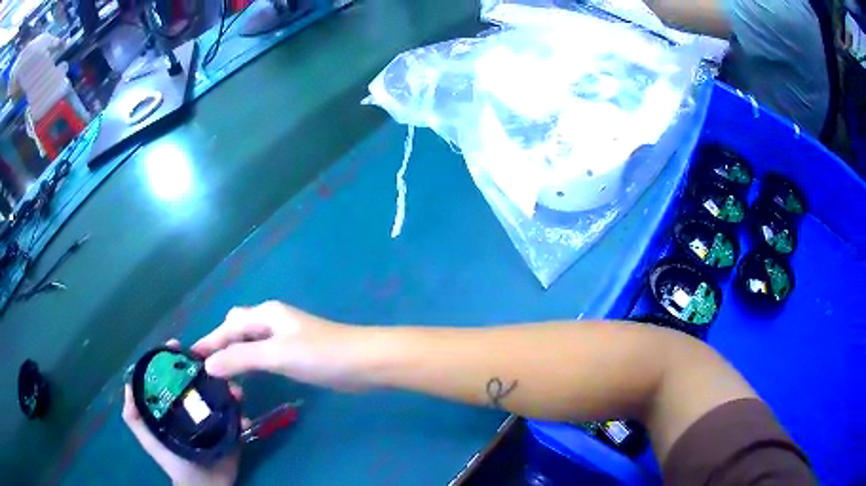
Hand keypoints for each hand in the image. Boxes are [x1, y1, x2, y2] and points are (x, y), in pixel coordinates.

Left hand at [122, 340, 247, 485]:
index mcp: (174, 405)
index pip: (172, 375)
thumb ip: (134, 417)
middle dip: (208, 368)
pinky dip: (241, 412)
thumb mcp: (149, 439)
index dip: (173, 359)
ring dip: (229, 389)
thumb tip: (128, 383)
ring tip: (234, 392)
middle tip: (215, 365)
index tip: (178, 346)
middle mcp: (193, 406)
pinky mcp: (231, 430)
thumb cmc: (173, 461)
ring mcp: (213, 417)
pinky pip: (238, 416)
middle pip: (199, 379)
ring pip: (221, 394)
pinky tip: (243, 416)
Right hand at [193, 301, 366, 389]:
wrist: (365, 362)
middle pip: (236, 329)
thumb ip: (241, 358)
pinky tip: (248, 376)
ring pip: (250, 342)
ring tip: (222, 378)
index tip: (190, 358)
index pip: (228, 326)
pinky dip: (251, 363)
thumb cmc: (320, 354)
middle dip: (220, 345)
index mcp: (265, 314)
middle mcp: (272, 321)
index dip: (209, 342)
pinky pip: (264, 355)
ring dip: (235, 356)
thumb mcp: (276, 355)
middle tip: (207, 370)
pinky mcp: (296, 352)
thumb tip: (208, 365)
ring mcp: (285, 337)